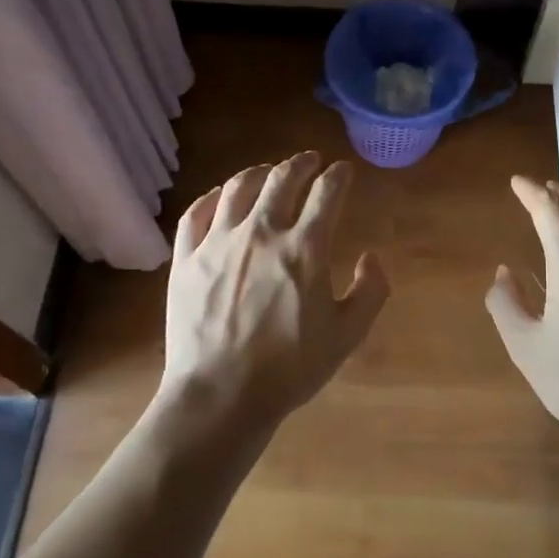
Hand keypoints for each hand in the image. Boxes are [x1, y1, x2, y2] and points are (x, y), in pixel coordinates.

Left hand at [161, 152, 389, 433]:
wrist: (220, 396)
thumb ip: (370, 292)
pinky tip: (221, 196)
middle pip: (283, 178)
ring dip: (260, 172)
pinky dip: (213, 197)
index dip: (339, 176)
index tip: (344, 171)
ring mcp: (219, 241)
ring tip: (269, 172)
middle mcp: (262, 232)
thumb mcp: (347, 336)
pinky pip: (197, 212)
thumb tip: (371, 257)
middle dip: (302, 163)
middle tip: (311, 161)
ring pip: (239, 187)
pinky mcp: (187, 258)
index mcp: (304, 248)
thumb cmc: (289, 369)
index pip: (327, 193)